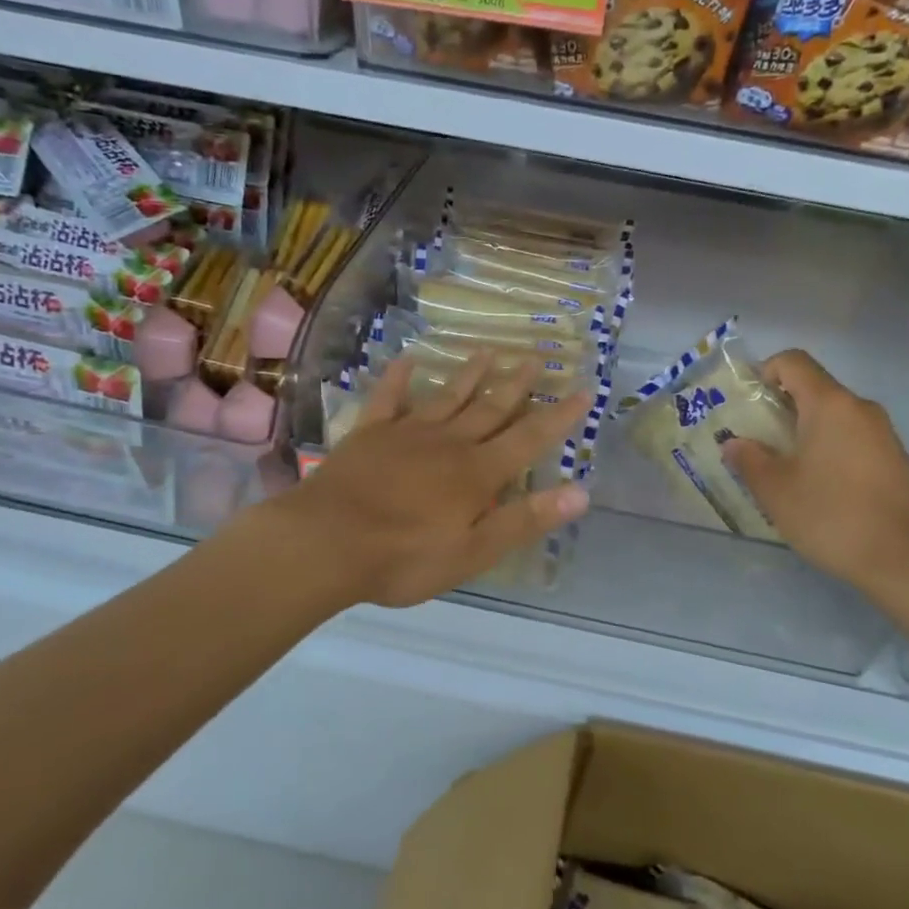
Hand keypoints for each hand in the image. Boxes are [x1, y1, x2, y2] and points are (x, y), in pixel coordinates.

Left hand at [275, 353, 593, 607]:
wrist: (325, 543)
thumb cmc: (404, 557)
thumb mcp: (473, 552)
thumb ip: (524, 520)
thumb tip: (581, 493)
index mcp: (477, 473)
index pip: (529, 438)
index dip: (559, 416)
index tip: (583, 390)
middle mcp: (449, 443)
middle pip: (490, 408)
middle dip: (517, 384)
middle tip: (536, 357)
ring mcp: (407, 433)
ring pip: (448, 396)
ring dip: (470, 374)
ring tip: (489, 351)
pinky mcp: (369, 433)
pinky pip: (388, 398)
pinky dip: (399, 378)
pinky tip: (408, 360)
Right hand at [722, 350, 908, 600]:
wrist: (904, 558)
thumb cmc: (831, 515)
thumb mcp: (776, 490)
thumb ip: (750, 460)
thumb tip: (735, 444)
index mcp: (829, 404)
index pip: (794, 362)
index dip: (765, 371)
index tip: (747, 403)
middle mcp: (860, 408)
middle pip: (814, 388)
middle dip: (781, 407)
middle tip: (756, 440)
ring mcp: (883, 433)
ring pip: (835, 416)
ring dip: (805, 431)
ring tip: (784, 467)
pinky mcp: (895, 459)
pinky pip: (853, 438)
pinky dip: (830, 448)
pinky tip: (819, 486)